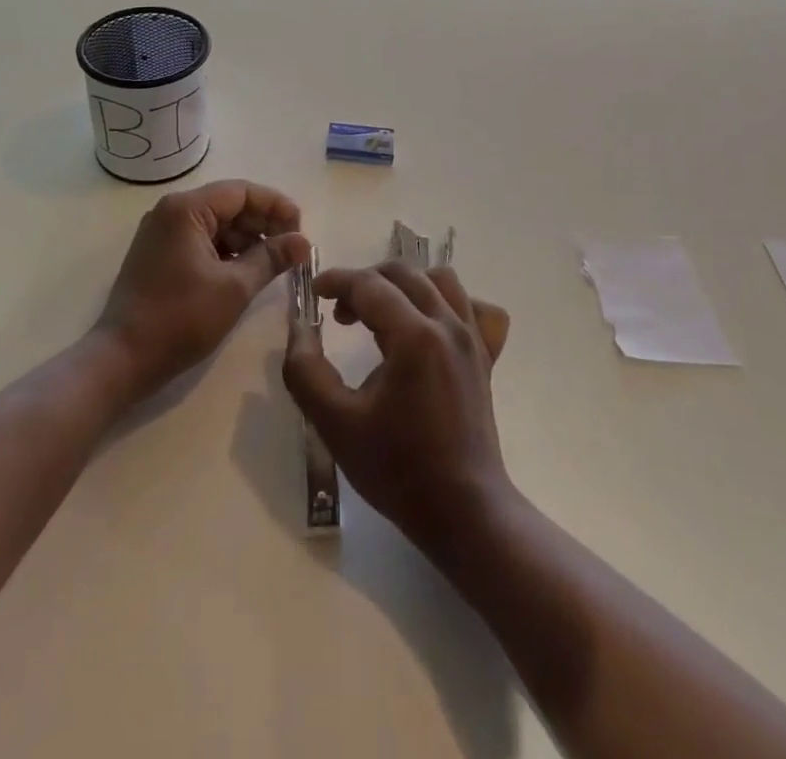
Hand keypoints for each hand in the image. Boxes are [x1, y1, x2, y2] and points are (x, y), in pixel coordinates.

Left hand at [96, 180, 310, 401]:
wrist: (122, 359)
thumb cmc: (180, 319)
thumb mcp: (235, 288)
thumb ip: (271, 258)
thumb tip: (304, 242)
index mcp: (186, 209)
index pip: (242, 192)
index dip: (276, 207)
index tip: (301, 229)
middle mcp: (171, 211)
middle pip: (229, 205)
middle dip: (263, 224)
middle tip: (292, 249)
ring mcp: (162, 233)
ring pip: (217, 224)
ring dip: (247, 239)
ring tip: (275, 263)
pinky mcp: (159, 254)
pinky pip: (202, 240)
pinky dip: (227, 252)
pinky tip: (247, 271)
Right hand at [283, 261, 511, 552]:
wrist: (464, 511)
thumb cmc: (397, 469)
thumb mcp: (336, 424)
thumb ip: (306, 370)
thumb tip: (299, 327)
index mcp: (414, 335)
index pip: (369, 285)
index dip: (336, 281)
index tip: (313, 293)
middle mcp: (448, 324)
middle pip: (404, 273)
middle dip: (366, 282)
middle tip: (340, 313)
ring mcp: (474, 338)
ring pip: (441, 280)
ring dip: (405, 285)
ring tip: (382, 314)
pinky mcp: (486, 356)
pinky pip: (474, 307)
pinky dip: (449, 303)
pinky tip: (431, 326)